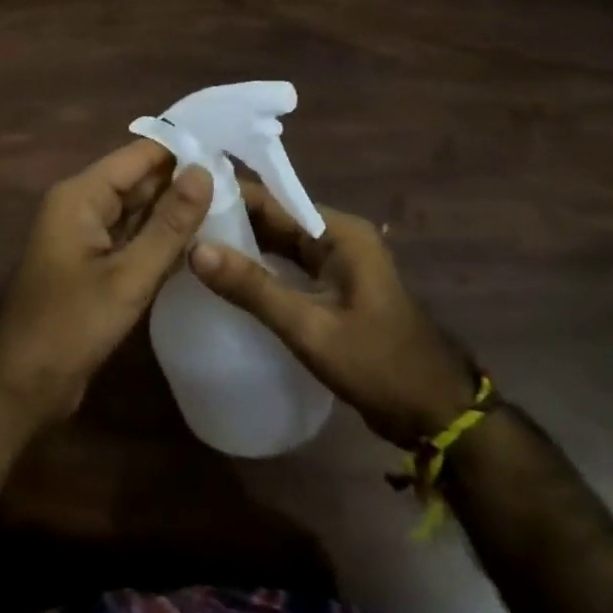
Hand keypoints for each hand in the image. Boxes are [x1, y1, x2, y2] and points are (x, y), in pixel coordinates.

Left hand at [0, 140, 212, 425]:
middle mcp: (83, 205)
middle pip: (141, 181)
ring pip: (140, 211)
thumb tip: (205, 171)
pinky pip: (134, 239)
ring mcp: (88, 236)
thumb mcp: (128, 276)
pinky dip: (163, 240)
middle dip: (186, 182)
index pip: (140, 155)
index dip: (184, 151)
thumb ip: (169, 225)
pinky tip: (204, 243)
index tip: (233, 155)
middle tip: (245, 187)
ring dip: (178, 213)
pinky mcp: (96, 265)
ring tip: (236, 208)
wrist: (21, 385)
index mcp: (81, 195)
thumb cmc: (70, 326)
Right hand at [189, 183, 477, 448]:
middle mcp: (337, 236)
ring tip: (186, 245)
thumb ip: (253, 288)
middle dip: (227, 220)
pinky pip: (288, 266)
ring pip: (278, 243)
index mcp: (337, 231)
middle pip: (273, 218)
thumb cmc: (378, 365)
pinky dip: (259, 268)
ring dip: (240, 245)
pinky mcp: (334, 288)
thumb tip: (194, 248)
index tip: (180, 198)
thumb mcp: (310, 327)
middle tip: (174, 224)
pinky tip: (224, 278)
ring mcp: (337, 263)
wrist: (437, 415)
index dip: (225, 197)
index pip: (270, 200)